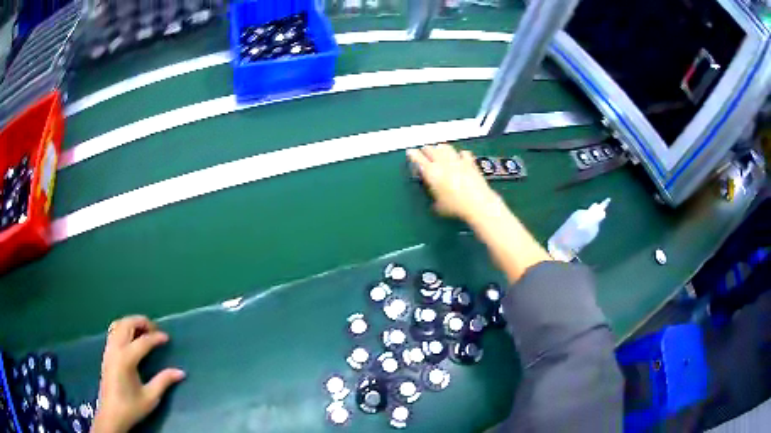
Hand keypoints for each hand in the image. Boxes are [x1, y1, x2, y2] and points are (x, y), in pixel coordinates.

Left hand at [91, 316, 185, 432]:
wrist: (112, 414)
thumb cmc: (131, 407)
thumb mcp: (150, 397)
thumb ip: (164, 381)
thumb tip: (180, 372)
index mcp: (126, 359)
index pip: (143, 341)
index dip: (156, 338)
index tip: (167, 338)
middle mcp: (115, 349)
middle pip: (127, 324)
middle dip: (141, 322)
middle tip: (155, 329)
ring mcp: (109, 349)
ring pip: (118, 325)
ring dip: (131, 323)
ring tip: (144, 331)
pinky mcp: (106, 353)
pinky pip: (114, 331)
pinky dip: (124, 327)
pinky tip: (131, 338)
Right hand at [407, 144, 499, 221]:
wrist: (477, 203)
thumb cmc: (455, 207)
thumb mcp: (438, 206)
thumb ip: (434, 198)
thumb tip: (434, 199)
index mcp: (432, 172)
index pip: (418, 159)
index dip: (413, 154)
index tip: (410, 151)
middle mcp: (443, 163)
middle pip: (431, 150)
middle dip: (426, 149)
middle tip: (424, 149)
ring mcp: (457, 161)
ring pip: (446, 147)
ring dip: (441, 147)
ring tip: (439, 147)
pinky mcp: (470, 163)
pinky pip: (464, 153)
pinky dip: (461, 153)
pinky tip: (461, 155)